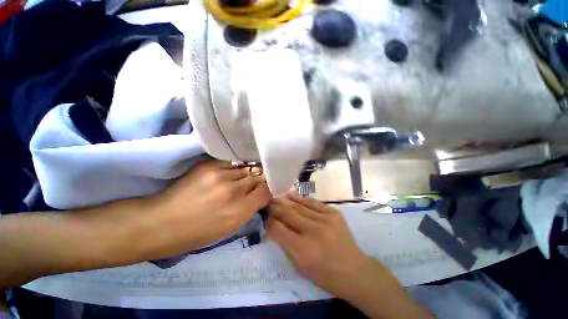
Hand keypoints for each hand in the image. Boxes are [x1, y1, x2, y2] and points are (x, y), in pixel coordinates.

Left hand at [141, 160, 271, 259]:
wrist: (160, 223)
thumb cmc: (197, 233)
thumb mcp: (230, 227)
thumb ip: (250, 208)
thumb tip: (262, 192)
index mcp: (239, 212)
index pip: (267, 190)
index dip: (269, 188)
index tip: (267, 188)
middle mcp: (232, 191)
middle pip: (258, 176)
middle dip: (259, 179)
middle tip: (255, 183)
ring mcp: (219, 175)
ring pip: (246, 168)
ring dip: (247, 173)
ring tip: (241, 178)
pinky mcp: (208, 165)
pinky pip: (232, 163)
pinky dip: (235, 167)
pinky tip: (230, 172)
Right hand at [267, 193, 370, 298]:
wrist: (354, 270)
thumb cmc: (324, 274)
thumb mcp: (299, 267)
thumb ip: (285, 245)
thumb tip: (275, 227)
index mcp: (303, 250)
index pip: (279, 230)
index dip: (270, 222)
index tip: (266, 217)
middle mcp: (313, 232)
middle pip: (288, 214)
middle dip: (276, 208)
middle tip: (268, 202)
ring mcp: (325, 220)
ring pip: (299, 206)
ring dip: (285, 201)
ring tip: (276, 197)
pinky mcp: (333, 213)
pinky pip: (313, 203)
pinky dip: (301, 199)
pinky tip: (291, 195)